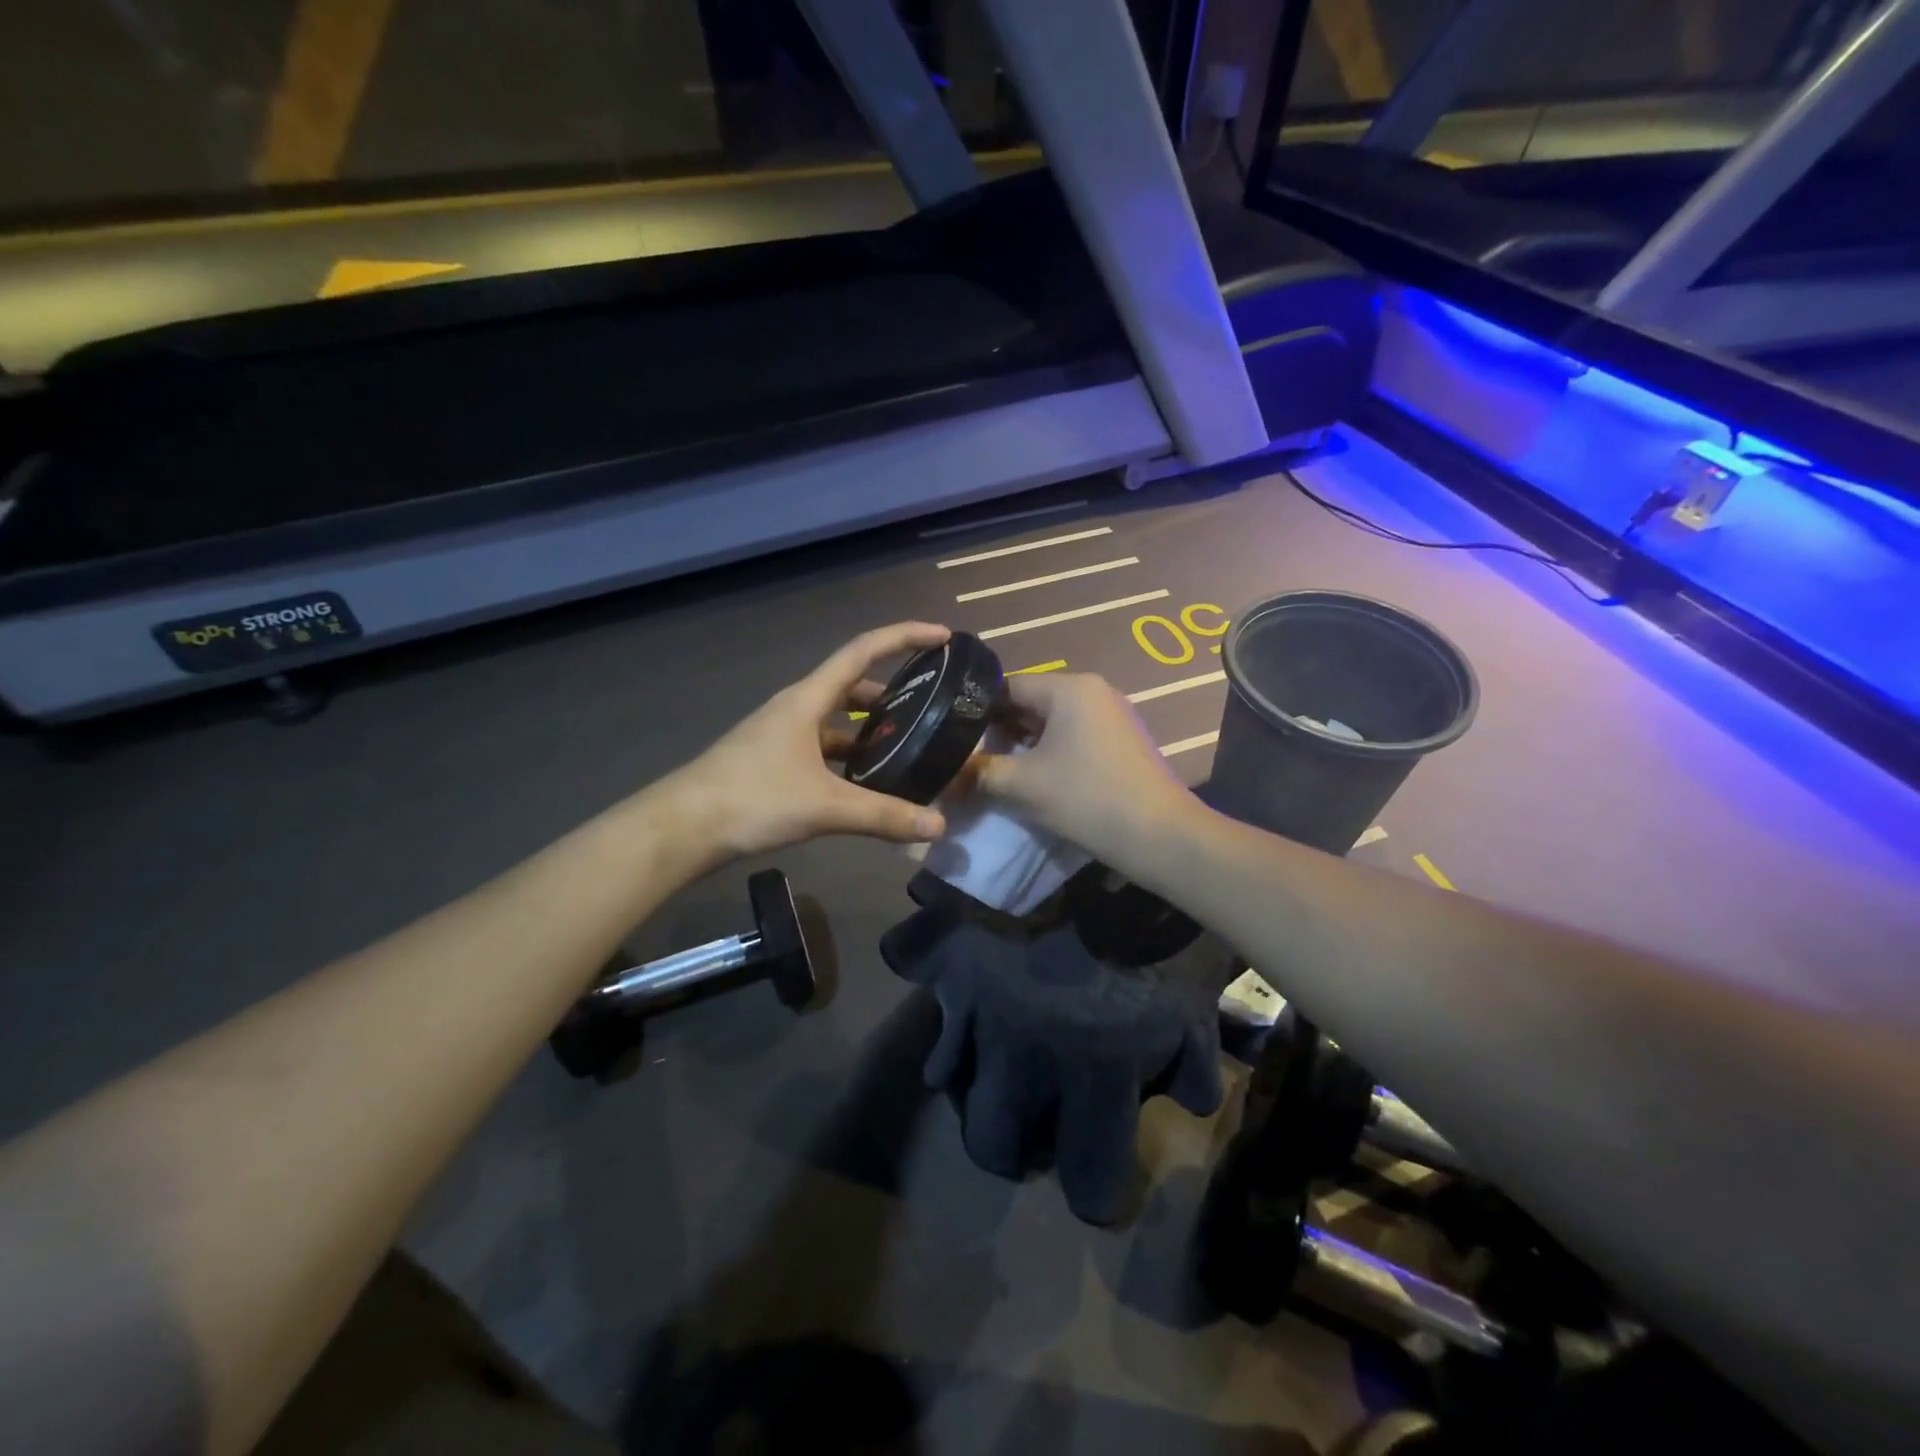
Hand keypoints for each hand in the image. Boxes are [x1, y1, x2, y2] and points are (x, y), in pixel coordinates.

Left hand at [663, 623, 951, 860]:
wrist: (682, 827)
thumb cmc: (753, 799)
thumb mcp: (825, 806)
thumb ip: (883, 815)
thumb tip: (938, 826)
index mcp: (807, 699)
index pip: (863, 651)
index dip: (904, 637)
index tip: (943, 636)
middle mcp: (796, 708)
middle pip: (853, 685)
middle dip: (894, 690)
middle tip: (931, 706)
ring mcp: (782, 735)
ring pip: (837, 720)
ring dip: (871, 728)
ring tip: (908, 746)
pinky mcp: (775, 761)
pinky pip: (824, 748)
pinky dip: (850, 757)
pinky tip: (867, 781)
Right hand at [971, 672, 1193, 864]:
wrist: (1158, 835)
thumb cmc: (1086, 798)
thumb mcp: (1022, 785)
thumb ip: (979, 772)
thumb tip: (945, 774)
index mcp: (1069, 687)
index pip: (1007, 685)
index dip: (975, 709)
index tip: (952, 735)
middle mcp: (1091, 690)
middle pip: (1029, 701)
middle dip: (998, 729)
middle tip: (969, 756)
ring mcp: (1109, 714)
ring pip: (1050, 721)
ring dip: (1022, 743)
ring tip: (994, 769)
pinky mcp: (1118, 740)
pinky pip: (1071, 735)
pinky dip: (1047, 751)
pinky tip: (1030, 776)